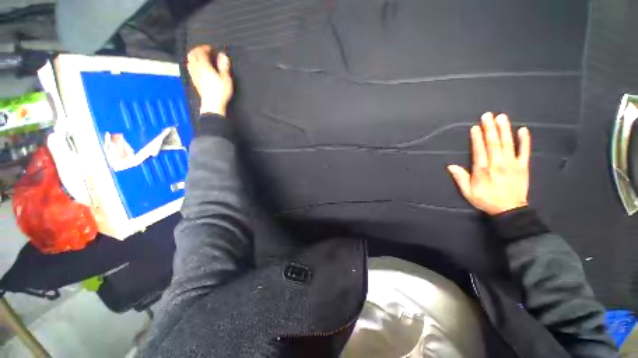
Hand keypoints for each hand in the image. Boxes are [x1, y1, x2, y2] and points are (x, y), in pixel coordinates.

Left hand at [187, 45, 233, 116]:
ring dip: (194, 57)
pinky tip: (198, 67)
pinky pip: (190, 68)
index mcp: (204, 66)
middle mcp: (197, 68)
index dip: (205, 48)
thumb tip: (222, 55)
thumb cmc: (221, 92)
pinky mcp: (194, 81)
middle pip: (192, 55)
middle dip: (197, 50)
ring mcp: (194, 75)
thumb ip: (223, 66)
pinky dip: (193, 64)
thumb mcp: (226, 79)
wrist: (213, 104)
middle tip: (204, 51)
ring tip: (201, 58)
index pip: (201, 52)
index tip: (211, 49)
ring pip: (189, 61)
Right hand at [447, 112, 530, 214]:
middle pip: (493, 143)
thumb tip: (450, 166)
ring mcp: (512, 164)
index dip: (477, 138)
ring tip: (501, 117)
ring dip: (504, 129)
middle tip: (488, 115)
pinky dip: (524, 140)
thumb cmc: (486, 200)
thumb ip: (460, 178)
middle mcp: (497, 164)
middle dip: (490, 128)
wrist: (510, 211)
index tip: (476, 127)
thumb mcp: (468, 192)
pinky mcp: (523, 166)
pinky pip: (525, 151)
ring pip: (508, 143)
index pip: (479, 150)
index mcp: (482, 170)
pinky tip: (523, 130)